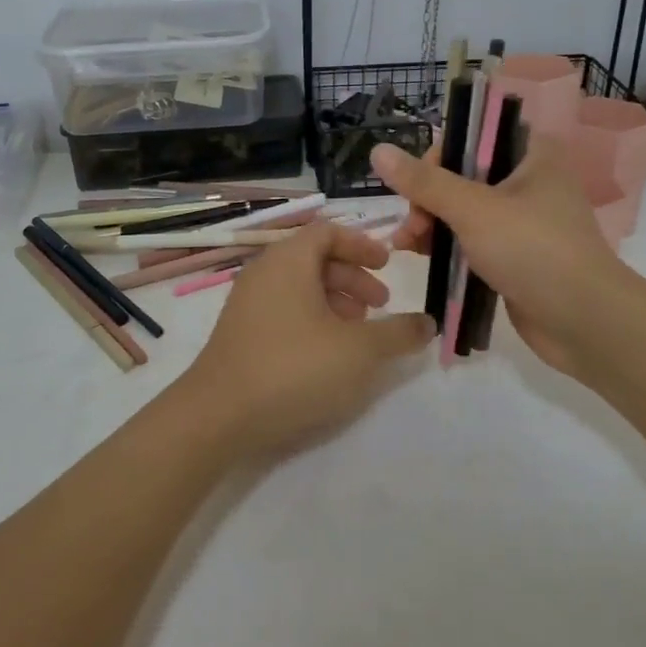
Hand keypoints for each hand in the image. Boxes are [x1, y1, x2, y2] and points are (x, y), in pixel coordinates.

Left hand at [174, 223, 434, 457]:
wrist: (218, 415)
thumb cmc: (294, 368)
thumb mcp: (359, 351)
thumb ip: (398, 333)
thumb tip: (427, 323)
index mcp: (289, 260)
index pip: (328, 231)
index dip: (362, 244)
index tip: (388, 265)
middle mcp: (264, 271)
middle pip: (315, 258)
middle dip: (353, 277)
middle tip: (381, 305)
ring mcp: (247, 302)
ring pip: (299, 286)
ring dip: (334, 300)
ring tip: (358, 332)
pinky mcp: (240, 332)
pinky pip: (283, 308)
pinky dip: (311, 317)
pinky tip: (327, 353)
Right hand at [374, 136, 625, 375]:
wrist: (586, 322)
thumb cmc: (533, 250)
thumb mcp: (473, 210)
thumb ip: (424, 182)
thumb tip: (378, 151)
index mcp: (532, 154)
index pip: (473, 135)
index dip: (439, 156)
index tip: (417, 186)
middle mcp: (529, 180)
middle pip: (462, 174)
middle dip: (428, 198)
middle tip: (412, 227)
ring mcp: (524, 220)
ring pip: (464, 210)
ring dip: (431, 224)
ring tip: (407, 247)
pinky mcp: (517, 255)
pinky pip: (473, 240)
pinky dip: (448, 246)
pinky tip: (422, 258)